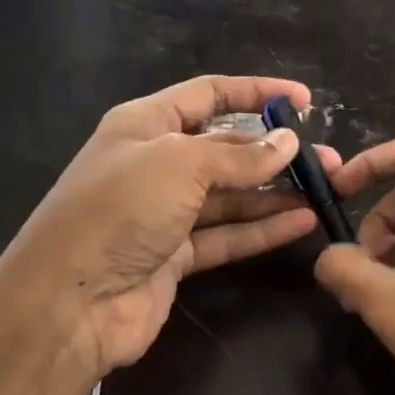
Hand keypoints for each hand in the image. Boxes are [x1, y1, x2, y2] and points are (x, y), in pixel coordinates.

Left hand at [0, 74, 340, 381]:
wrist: (69, 302)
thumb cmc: (119, 210)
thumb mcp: (180, 165)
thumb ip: (238, 155)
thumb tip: (288, 141)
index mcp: (145, 124)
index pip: (208, 95)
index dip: (255, 93)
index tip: (303, 100)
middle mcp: (155, 164)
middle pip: (224, 148)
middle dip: (273, 149)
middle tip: (324, 158)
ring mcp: (165, 213)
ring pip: (230, 195)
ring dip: (274, 192)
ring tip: (325, 190)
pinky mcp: (175, 256)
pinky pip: (226, 235)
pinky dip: (262, 229)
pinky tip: (302, 222)